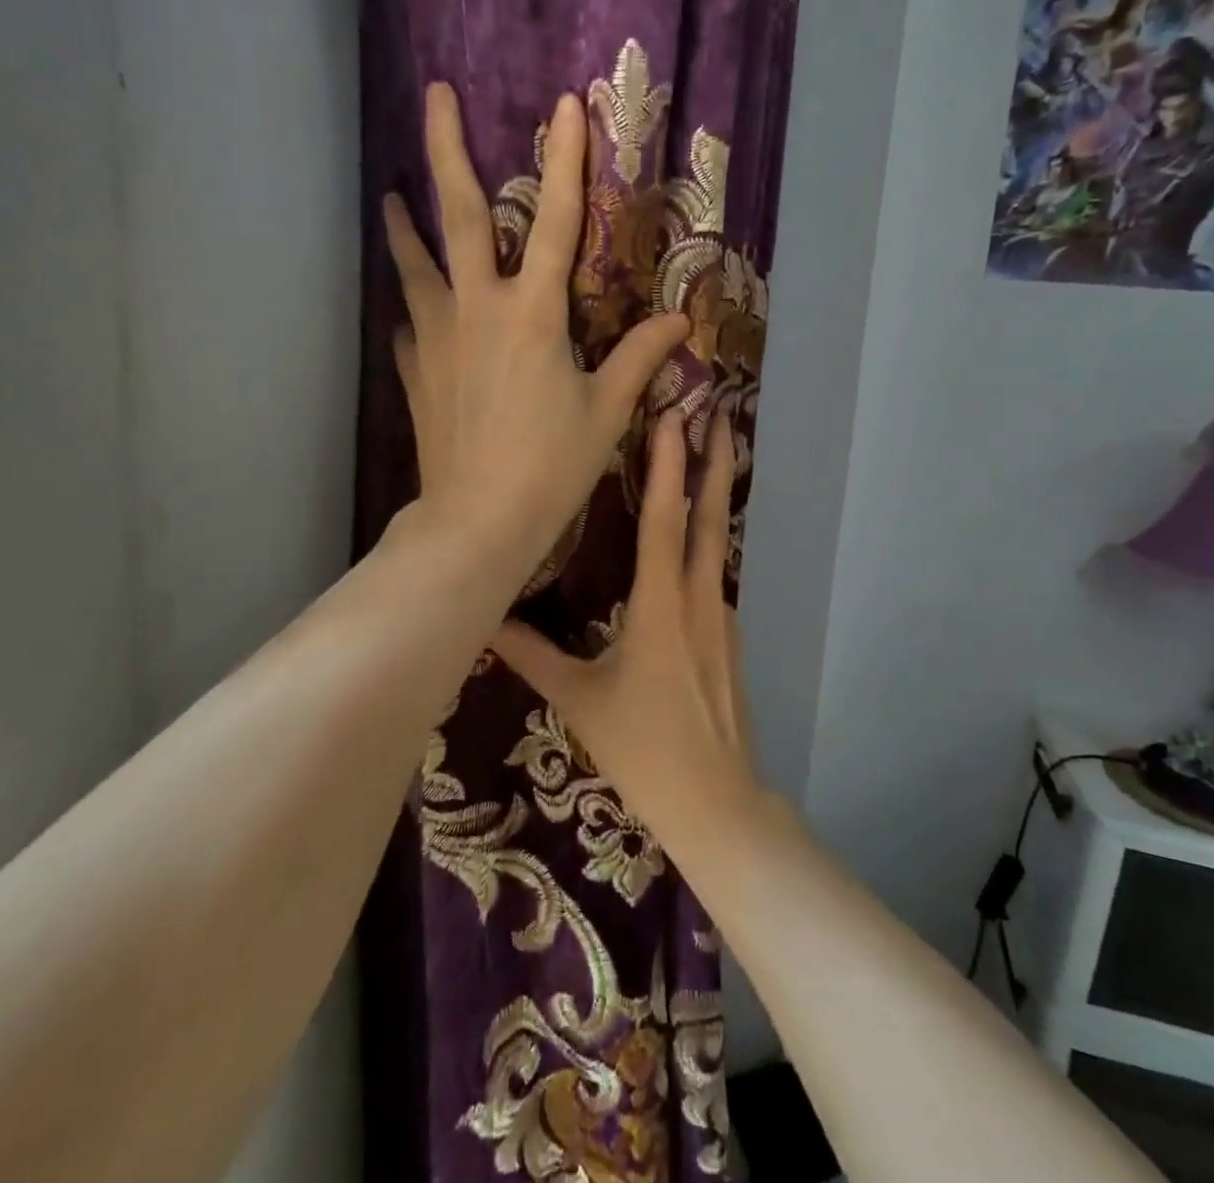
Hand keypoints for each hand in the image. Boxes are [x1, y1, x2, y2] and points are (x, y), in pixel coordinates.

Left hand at [387, 84, 688, 582]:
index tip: (565, 102)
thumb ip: (639, 358)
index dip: (567, 160)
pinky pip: (410, 326)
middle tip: (434, 95)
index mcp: (533, 314)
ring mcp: (437, 339)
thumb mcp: (606, 411)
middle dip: (448, 150)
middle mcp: (478, 310)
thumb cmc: (551, 465)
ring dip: (405, 226)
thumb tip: (680, 322)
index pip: (557, 221)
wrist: (479, 520)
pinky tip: (411, 311)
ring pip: (416, 265)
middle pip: (461, 216)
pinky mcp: (415, 372)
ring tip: (391, 196)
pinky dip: (413, 310)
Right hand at [491, 411, 763, 843]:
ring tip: (710, 454)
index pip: (665, 523)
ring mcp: (721, 617)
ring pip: (717, 543)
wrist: (716, 801)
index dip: (669, 468)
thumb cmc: (643, 748)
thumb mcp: (579, 701)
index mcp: (662, 608)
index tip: (675, 418)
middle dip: (717, 462)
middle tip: (723, 412)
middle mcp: (700, 599)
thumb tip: (485, 622)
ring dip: (715, 496)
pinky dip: (708, 539)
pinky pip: (715, 573)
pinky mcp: (728, 635)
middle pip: (711, 519)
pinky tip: (694, 536)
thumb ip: (532, 657)